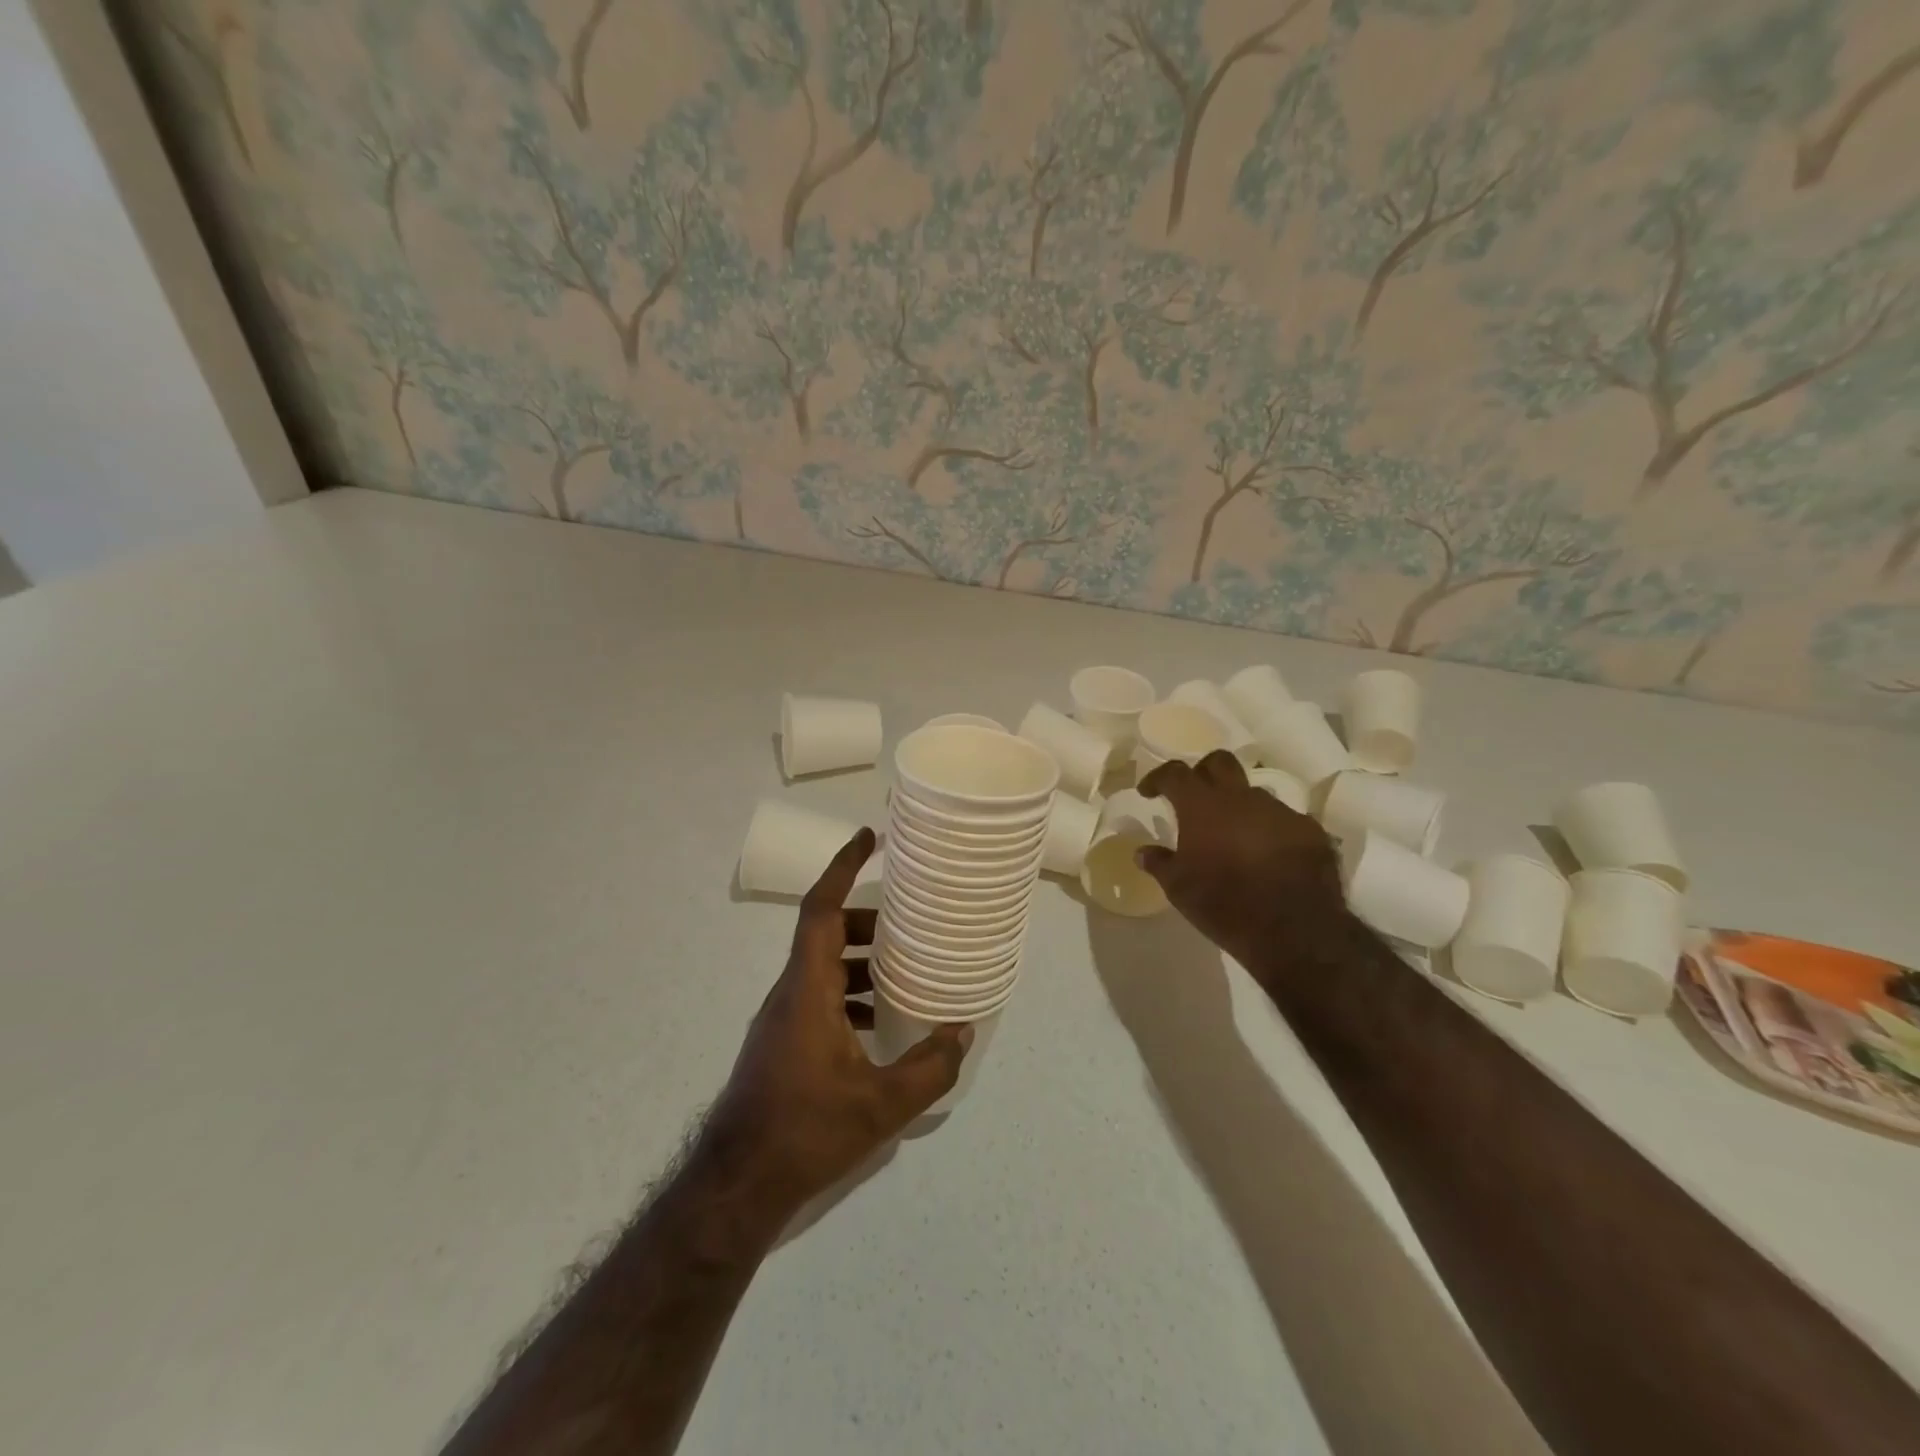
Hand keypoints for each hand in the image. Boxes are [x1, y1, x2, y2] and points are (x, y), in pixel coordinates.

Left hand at [704, 828, 971, 1215]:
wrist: (736, 1185)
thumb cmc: (804, 1131)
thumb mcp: (881, 1104)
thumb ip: (928, 1067)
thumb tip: (962, 1032)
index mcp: (807, 988)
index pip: (821, 909)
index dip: (842, 867)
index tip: (867, 837)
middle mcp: (790, 993)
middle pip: (826, 934)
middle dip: (867, 921)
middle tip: (909, 924)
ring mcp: (782, 1020)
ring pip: (822, 967)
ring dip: (860, 960)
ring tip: (904, 971)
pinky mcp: (781, 1044)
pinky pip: (819, 996)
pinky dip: (849, 993)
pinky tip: (878, 1024)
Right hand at [1136, 750, 1351, 980]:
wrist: (1295, 930)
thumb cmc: (1224, 904)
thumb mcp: (1179, 888)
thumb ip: (1159, 863)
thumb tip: (1142, 851)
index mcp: (1203, 805)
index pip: (1175, 773)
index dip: (1158, 778)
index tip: (1148, 792)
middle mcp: (1241, 797)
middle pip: (1219, 762)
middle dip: (1202, 772)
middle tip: (1193, 797)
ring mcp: (1279, 811)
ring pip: (1253, 793)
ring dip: (1238, 806)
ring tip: (1232, 835)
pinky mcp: (1309, 830)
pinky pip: (1282, 820)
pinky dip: (1268, 830)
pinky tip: (1266, 856)